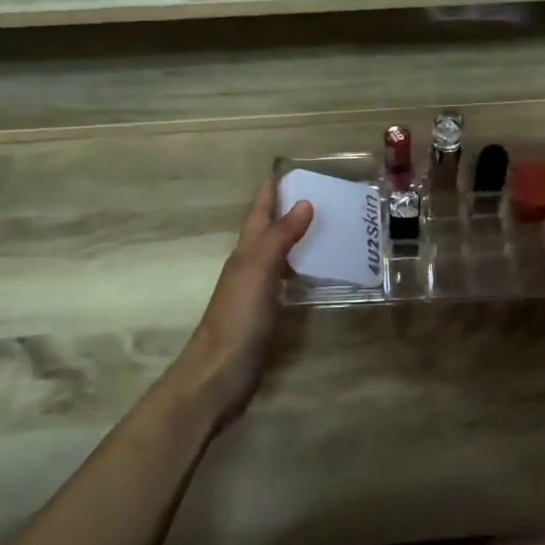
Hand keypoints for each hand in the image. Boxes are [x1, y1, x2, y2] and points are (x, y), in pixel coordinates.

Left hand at [166, 180, 311, 431]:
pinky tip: (315, 275)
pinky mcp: (265, 316)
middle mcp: (248, 268)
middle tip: (319, 194)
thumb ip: (279, 238)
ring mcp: (255, 294)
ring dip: (295, 239)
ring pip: (277, 256)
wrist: (218, 376)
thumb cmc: (237, 320)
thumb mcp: (258, 272)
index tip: (285, 169)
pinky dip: (299, 271)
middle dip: (286, 211)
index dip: (270, 192)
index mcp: (245, 253)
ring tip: (326, 227)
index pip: (258, 214)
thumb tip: (304, 202)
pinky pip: (285, 282)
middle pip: (267, 232)